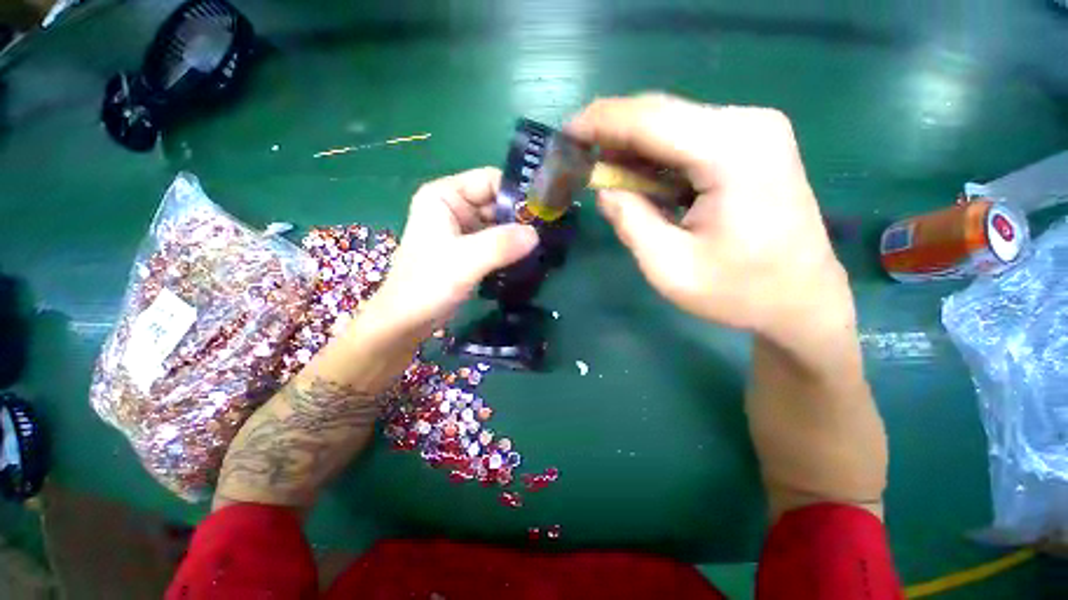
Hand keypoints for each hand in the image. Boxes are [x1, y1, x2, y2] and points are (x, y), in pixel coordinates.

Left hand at [360, 167, 538, 342]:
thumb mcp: (465, 261)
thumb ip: (500, 245)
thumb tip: (536, 234)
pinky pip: (496, 242)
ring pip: (499, 224)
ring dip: (518, 236)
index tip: (543, 213)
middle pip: (497, 203)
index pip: (490, 181)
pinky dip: (511, 249)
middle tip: (549, 234)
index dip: (517, 194)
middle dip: (521, 219)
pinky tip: (528, 258)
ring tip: (543, 247)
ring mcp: (462, 230)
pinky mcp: (469, 250)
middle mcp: (455, 207)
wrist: (408, 320)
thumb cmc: (427, 284)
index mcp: (445, 196)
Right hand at [566, 94, 851, 340]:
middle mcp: (748, 124)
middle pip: (660, 115)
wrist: (802, 299)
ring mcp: (754, 130)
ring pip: (672, 125)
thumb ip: (631, 222)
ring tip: (605, 175)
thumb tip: (605, 189)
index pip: (649, 120)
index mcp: (731, 152)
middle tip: (578, 159)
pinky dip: (655, 156)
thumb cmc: (738, 292)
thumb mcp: (670, 268)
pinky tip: (639, 179)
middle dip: (613, 134)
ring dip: (633, 148)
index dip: (600, 122)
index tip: (565, 132)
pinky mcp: (751, 143)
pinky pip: (688, 138)